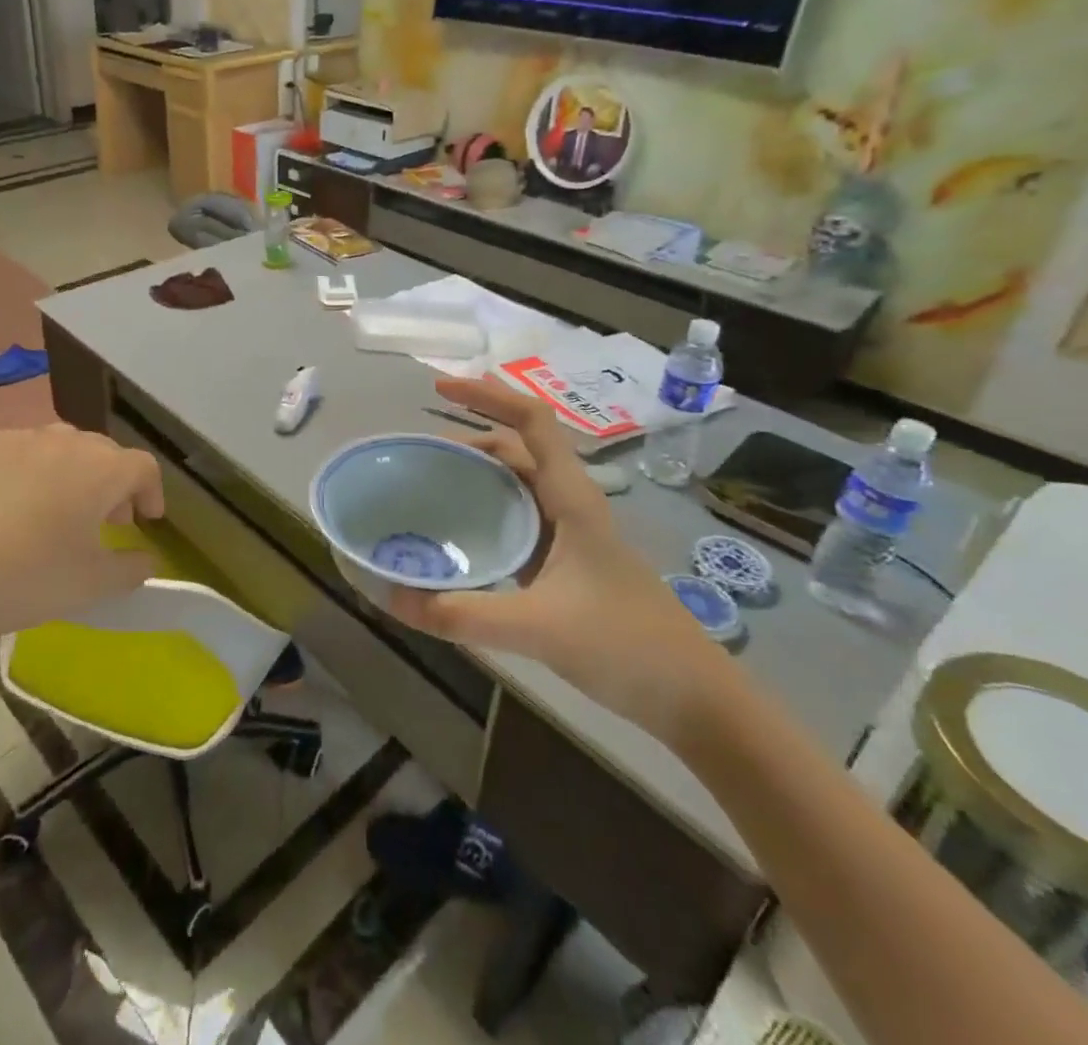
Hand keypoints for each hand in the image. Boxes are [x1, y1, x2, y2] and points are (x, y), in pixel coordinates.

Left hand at [0, 424, 164, 644]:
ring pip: (56, 446)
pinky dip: (22, 471)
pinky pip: (13, 452)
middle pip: (101, 452)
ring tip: (54, 509)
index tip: (146, 521)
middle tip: (103, 520)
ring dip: (68, 472)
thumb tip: (146, 559)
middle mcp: (62, 441)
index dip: (151, 492)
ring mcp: (14, 438)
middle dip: (111, 482)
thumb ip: (131, 569)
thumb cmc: (24, 579)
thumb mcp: (90, 586)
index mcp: (99, 470)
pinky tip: (2, 507)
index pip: (142, 467)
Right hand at [389, 378, 736, 742]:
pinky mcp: (565, 565)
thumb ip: (465, 613)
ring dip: (476, 477)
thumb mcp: (539, 628)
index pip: (532, 421)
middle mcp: (570, 505)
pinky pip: (517, 522)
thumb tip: (393, 598)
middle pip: (517, 449)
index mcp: (573, 497)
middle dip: (470, 438)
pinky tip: (458, 540)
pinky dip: (485, 515)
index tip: (440, 388)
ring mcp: (570, 536)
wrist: (694, 699)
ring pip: (517, 487)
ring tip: (428, 487)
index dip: (488, 395)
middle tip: (419, 452)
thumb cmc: (627, 645)